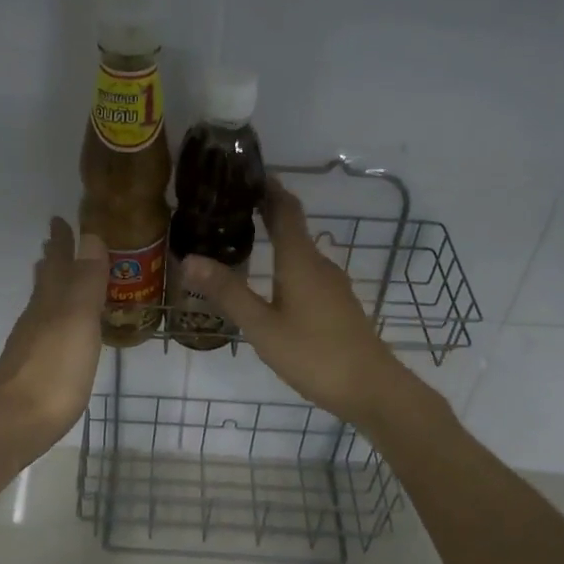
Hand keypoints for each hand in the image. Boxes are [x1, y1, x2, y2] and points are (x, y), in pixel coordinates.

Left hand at [0, 217, 107, 459]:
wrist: (17, 422)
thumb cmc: (55, 370)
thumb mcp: (78, 321)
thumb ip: (86, 281)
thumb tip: (90, 235)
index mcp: (50, 302)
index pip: (57, 262)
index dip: (62, 241)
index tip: (60, 218)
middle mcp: (37, 317)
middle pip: (45, 281)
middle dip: (52, 260)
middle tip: (55, 241)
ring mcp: (30, 343)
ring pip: (40, 304)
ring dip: (49, 286)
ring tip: (54, 275)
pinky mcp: (31, 367)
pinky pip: (43, 328)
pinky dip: (51, 316)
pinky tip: (56, 329)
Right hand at [178, 181, 418, 425]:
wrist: (372, 390)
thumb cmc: (314, 355)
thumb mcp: (262, 327)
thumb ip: (228, 293)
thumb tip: (190, 257)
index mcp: (301, 262)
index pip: (286, 210)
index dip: (269, 189)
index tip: (247, 173)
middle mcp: (319, 265)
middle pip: (294, 228)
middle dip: (267, 211)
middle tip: (232, 206)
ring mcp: (333, 286)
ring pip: (301, 252)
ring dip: (277, 239)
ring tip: (245, 240)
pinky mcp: (338, 305)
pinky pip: (308, 272)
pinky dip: (287, 264)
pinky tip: (272, 283)